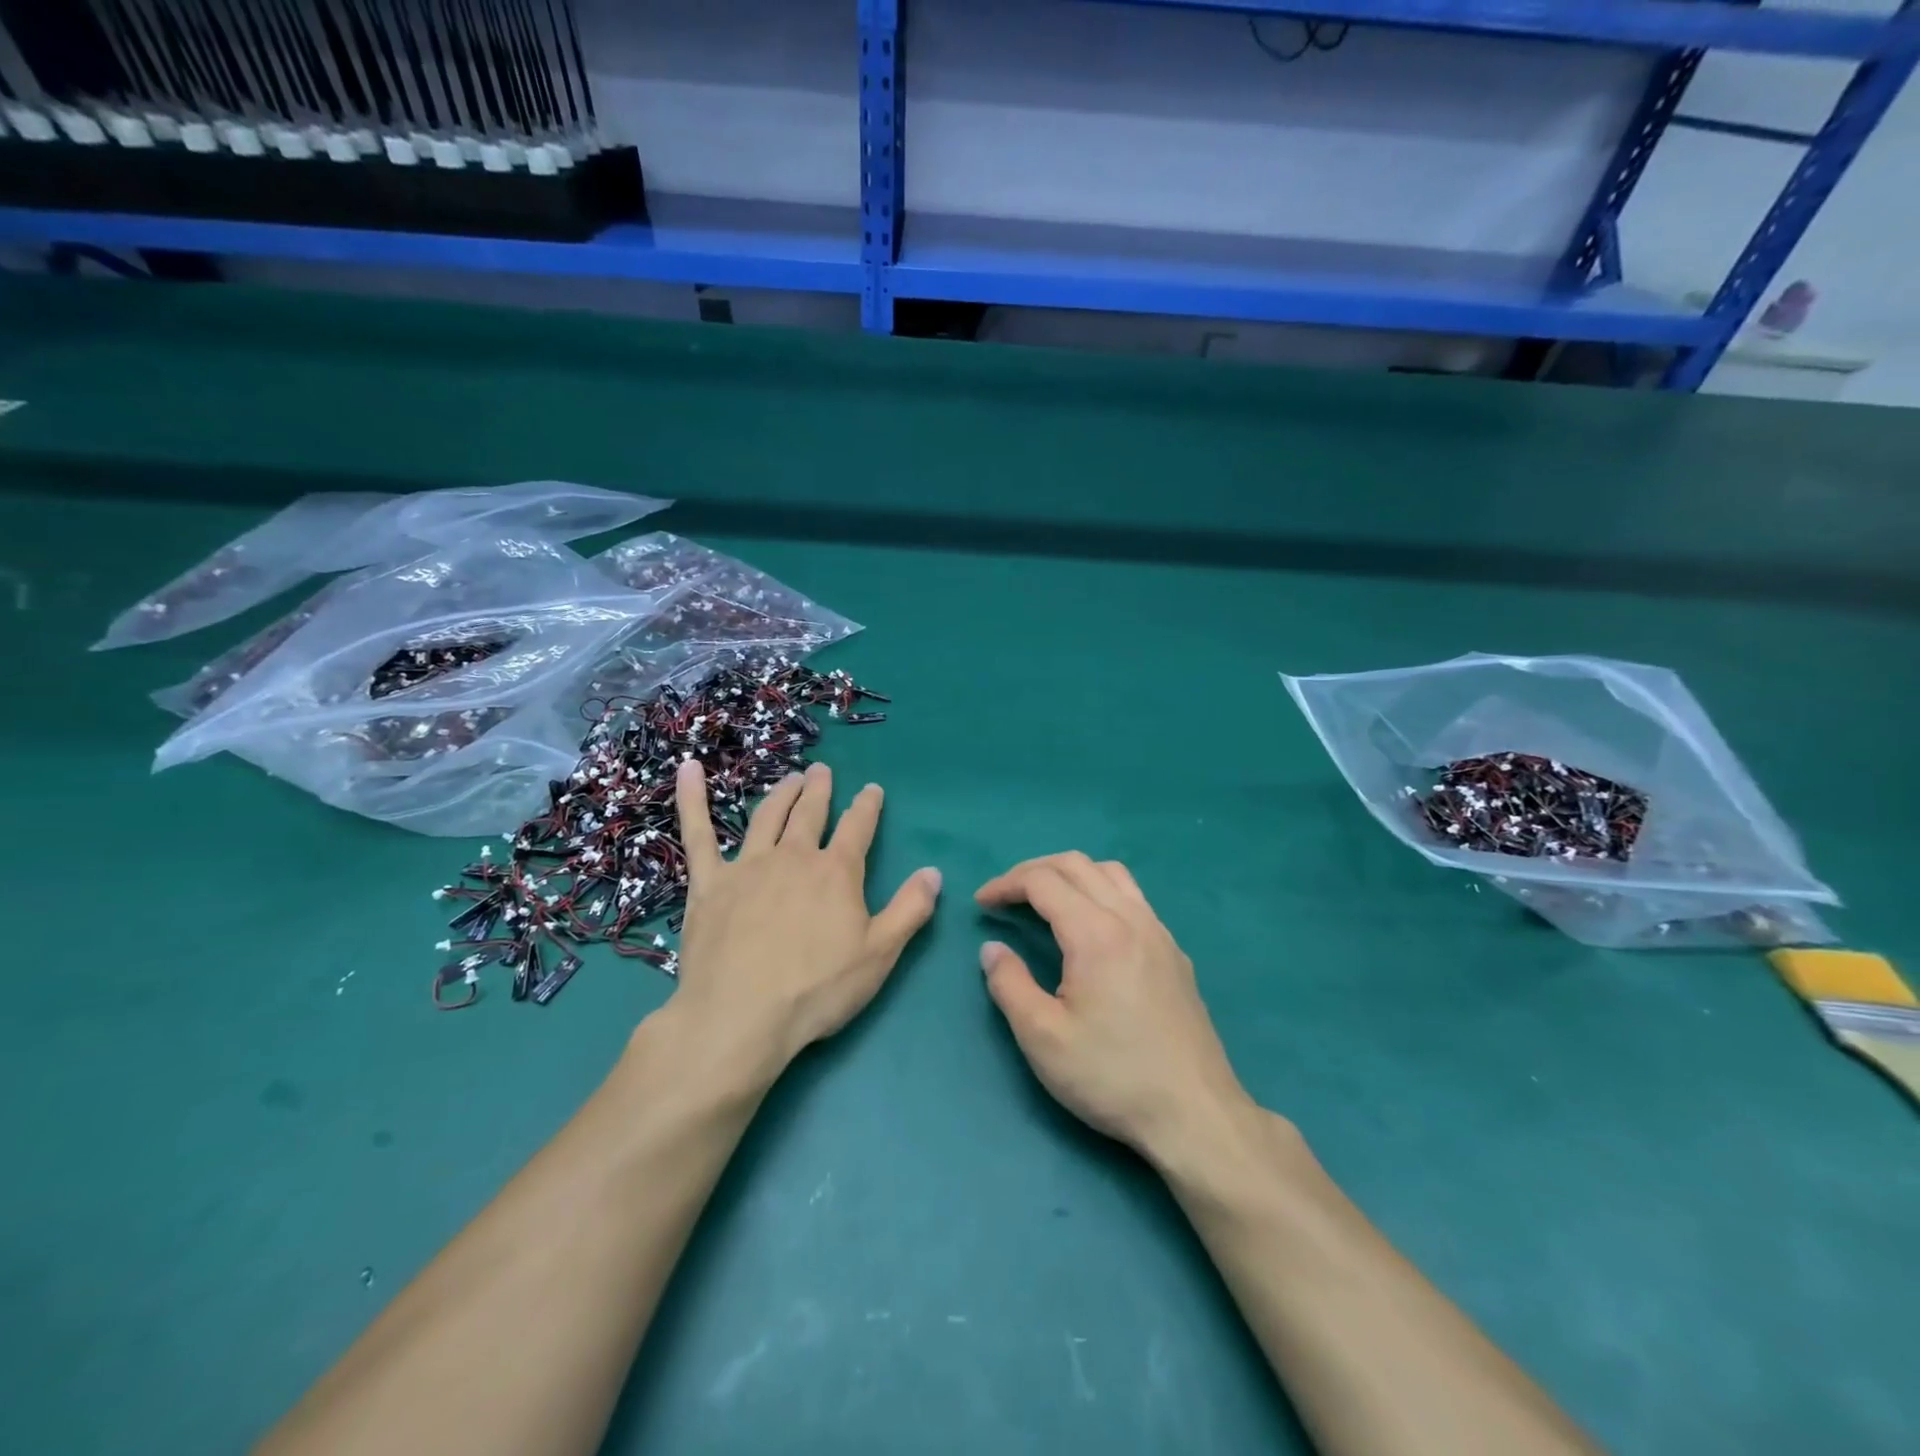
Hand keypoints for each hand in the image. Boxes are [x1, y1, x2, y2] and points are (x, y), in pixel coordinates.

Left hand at [670, 759, 940, 1081]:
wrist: (740, 1016)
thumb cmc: (816, 989)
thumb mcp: (879, 954)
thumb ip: (910, 909)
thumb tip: (934, 872)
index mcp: (836, 872)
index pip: (858, 827)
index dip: (867, 806)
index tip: (872, 789)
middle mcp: (793, 857)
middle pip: (810, 813)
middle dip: (819, 790)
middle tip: (821, 771)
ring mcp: (747, 866)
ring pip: (766, 817)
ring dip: (780, 794)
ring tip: (789, 778)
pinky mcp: (708, 883)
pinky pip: (698, 834)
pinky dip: (693, 799)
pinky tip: (687, 770)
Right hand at [976, 852, 1258, 1160]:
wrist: (1194, 1114)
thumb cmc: (1111, 1076)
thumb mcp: (1043, 1038)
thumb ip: (1009, 985)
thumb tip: (992, 949)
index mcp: (1095, 933)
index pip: (1043, 881)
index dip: (1006, 884)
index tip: (982, 903)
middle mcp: (1130, 918)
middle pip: (1076, 865)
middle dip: (1033, 870)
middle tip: (1006, 896)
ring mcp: (1159, 932)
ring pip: (1110, 874)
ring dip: (1071, 874)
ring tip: (1046, 901)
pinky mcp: (1174, 952)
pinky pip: (1133, 897)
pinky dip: (1100, 891)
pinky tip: (1091, 928)